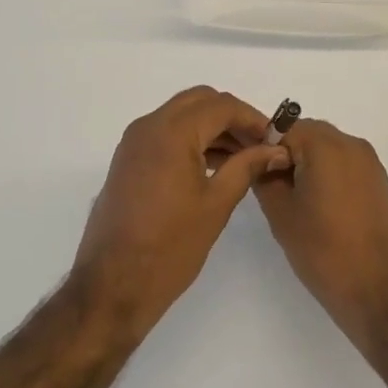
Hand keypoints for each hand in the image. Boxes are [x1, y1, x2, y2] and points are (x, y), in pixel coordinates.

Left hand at [74, 87, 288, 342]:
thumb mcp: (216, 205)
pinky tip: (213, 166)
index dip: (253, 118)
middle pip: (199, 101)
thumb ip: (247, 167)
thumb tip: (275, 150)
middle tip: (258, 144)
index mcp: (171, 132)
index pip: (221, 106)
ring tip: (242, 158)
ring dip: (211, 127)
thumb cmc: (169, 247)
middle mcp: (149, 126)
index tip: (275, 139)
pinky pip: (165, 133)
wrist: (112, 286)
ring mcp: (134, 142)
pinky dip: (191, 139)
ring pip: (181, 115)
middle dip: (231, 117)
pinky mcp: (128, 159)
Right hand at [255, 119, 387, 354]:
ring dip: (307, 163)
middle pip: (307, 134)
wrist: (378, 291)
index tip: (252, 172)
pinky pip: (344, 163)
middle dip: (286, 153)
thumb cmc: (324, 251)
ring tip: (296, 201)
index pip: (282, 128)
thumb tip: (259, 159)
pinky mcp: (378, 181)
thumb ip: (264, 176)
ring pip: (327, 148)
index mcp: (325, 145)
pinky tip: (320, 207)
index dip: (263, 148)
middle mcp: (351, 143)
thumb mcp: (281, 214)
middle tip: (272, 188)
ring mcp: (369, 162)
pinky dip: (328, 174)